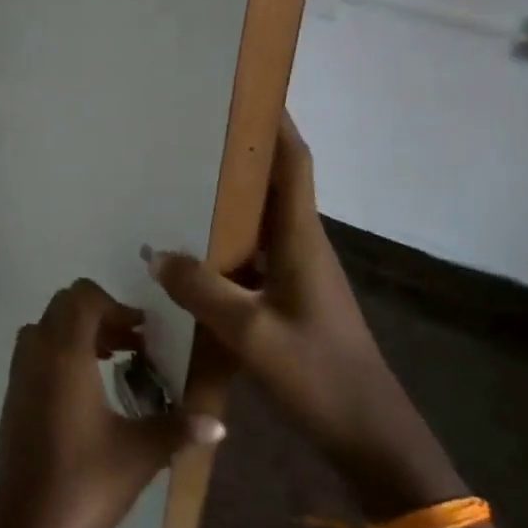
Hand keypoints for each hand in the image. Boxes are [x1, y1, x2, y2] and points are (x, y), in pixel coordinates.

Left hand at [0, 280, 225, 527]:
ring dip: (79, 333)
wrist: (27, 526)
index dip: (115, 305)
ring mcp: (18, 373)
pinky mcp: (12, 395)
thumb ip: (178, 429)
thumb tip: (219, 423)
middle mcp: (35, 353)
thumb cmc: (85, 482)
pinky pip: (35, 352)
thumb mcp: (140, 454)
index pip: (82, 297)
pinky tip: (89, 390)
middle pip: (63, 306)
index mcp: (63, 354)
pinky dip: (61, 352)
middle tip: (133, 345)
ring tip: (116, 362)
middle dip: (99, 316)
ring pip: (46, 328)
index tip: (144, 333)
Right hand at [145, 114, 463, 515]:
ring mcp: (295, 274)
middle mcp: (300, 247)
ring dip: (227, 198)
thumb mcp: (251, 333)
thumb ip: (201, 289)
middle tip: (190, 129)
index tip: (248, 89)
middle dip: (239, 152)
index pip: (293, 164)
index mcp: (301, 241)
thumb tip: (156, 252)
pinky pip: (248, 255)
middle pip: (273, 184)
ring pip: (258, 220)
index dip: (275, 123)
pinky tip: (186, 251)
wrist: (371, 438)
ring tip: (177, 179)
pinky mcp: (286, 299)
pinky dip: (221, 241)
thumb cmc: (319, 376)